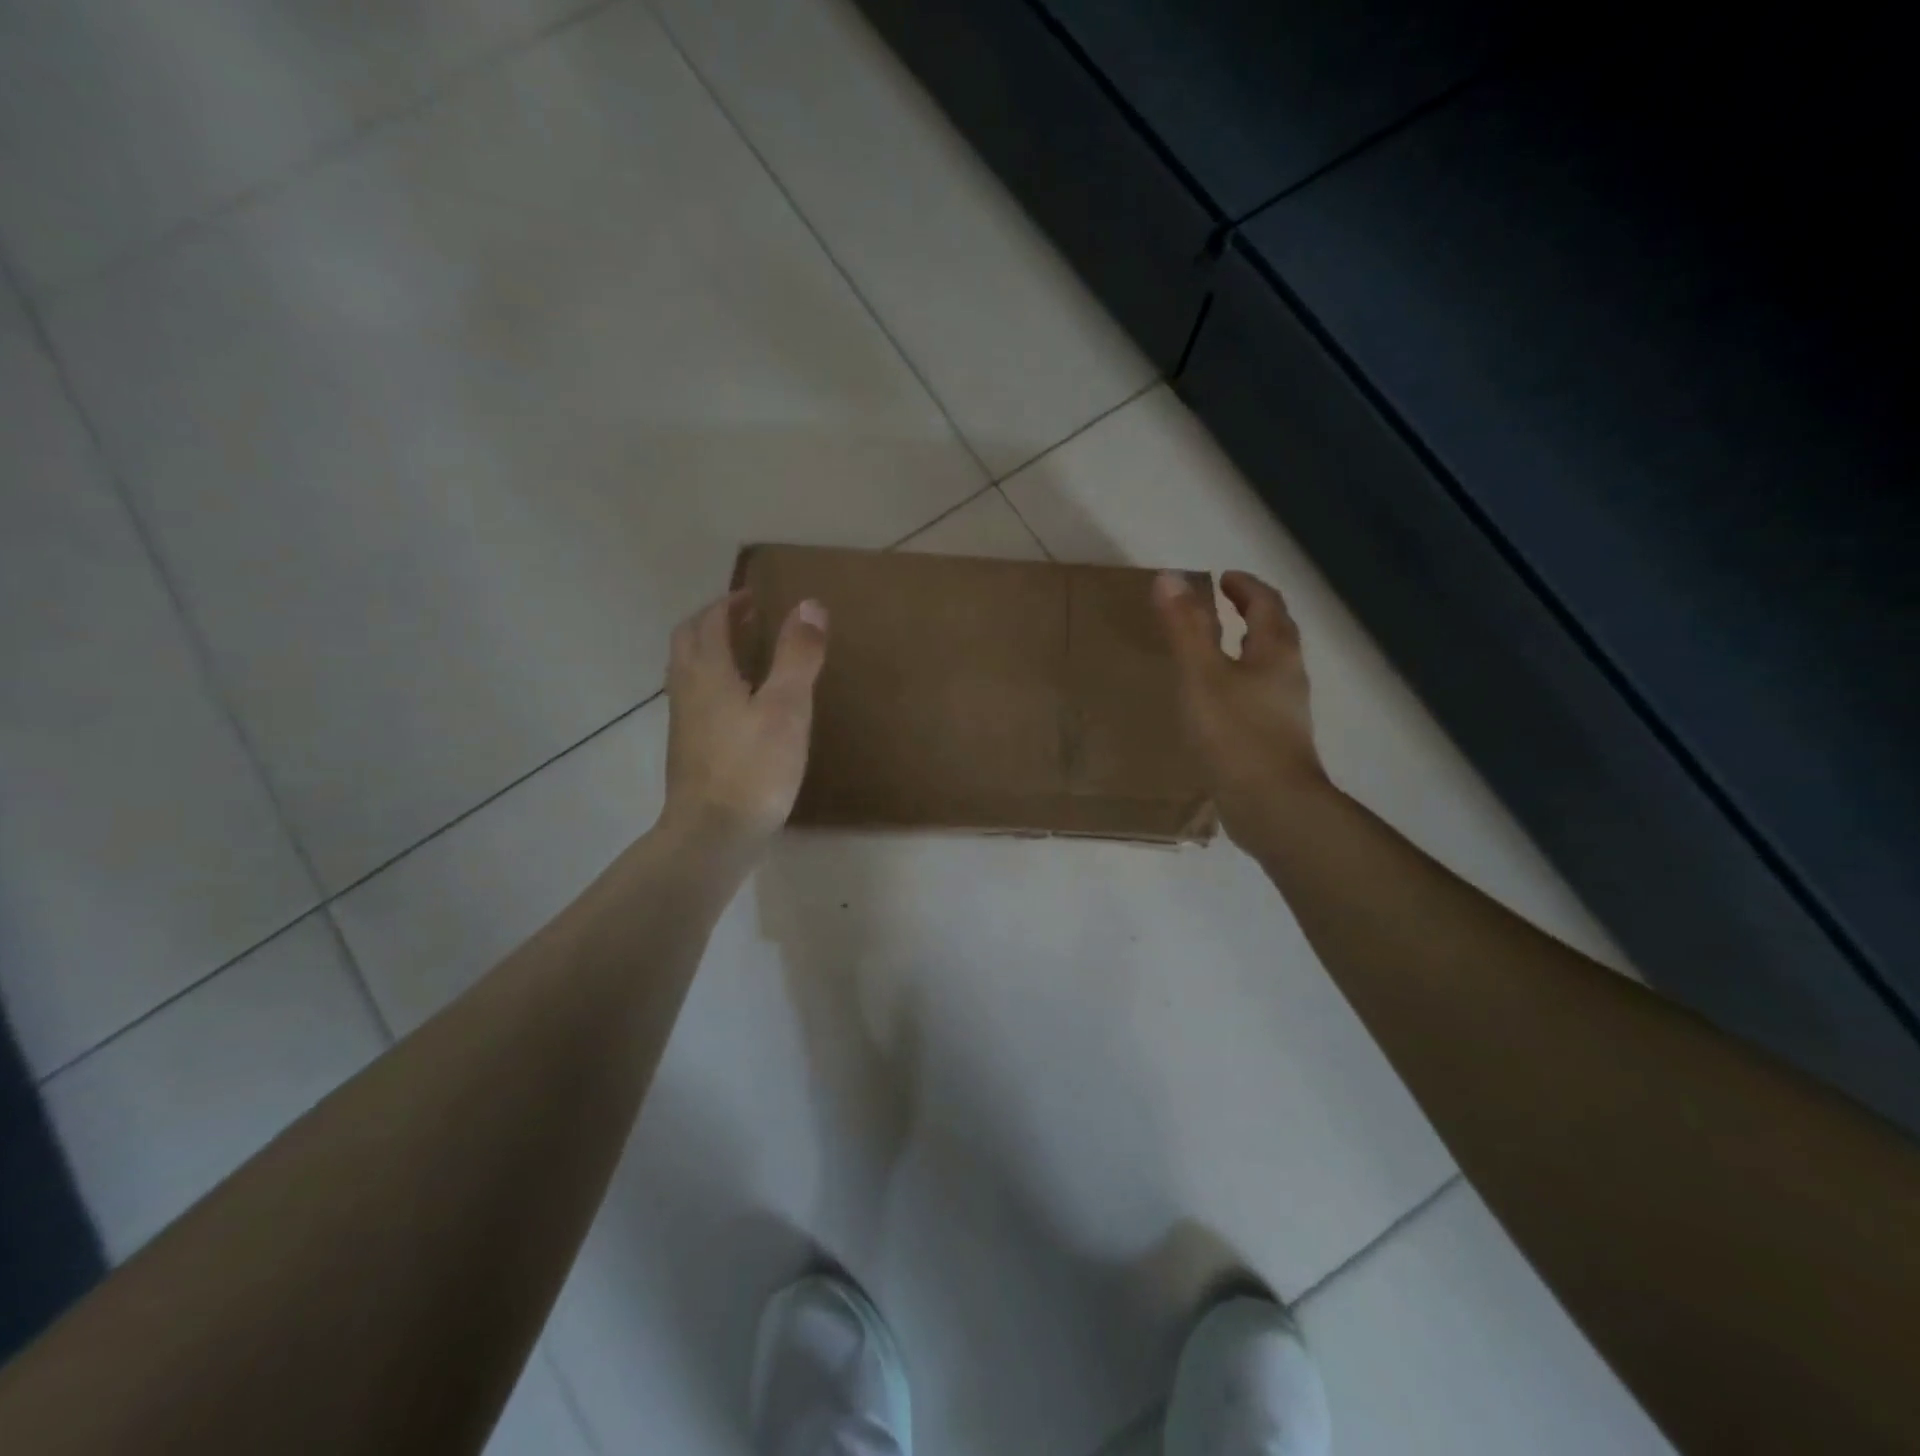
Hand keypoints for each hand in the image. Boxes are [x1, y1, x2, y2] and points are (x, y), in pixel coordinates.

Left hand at [661, 589, 827, 854]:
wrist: (712, 834)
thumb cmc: (753, 767)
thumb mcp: (786, 707)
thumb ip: (797, 655)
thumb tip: (809, 604)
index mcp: (707, 672)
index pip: (710, 621)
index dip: (731, 604)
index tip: (757, 598)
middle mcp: (686, 690)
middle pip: (688, 641)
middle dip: (713, 622)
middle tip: (747, 620)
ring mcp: (683, 722)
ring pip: (687, 671)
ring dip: (710, 652)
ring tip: (745, 655)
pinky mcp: (688, 749)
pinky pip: (695, 698)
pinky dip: (712, 682)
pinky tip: (740, 705)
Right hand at [1154, 569, 1329, 845]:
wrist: (1271, 805)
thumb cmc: (1235, 734)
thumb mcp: (1201, 675)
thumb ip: (1185, 628)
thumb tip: (1169, 577)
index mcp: (1275, 652)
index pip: (1267, 604)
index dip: (1245, 587)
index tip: (1222, 578)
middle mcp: (1287, 676)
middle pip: (1275, 633)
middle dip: (1252, 613)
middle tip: (1222, 605)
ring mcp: (1285, 712)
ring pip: (1268, 667)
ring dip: (1247, 649)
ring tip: (1214, 650)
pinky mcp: (1275, 741)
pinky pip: (1258, 697)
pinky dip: (1239, 683)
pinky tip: (1216, 702)